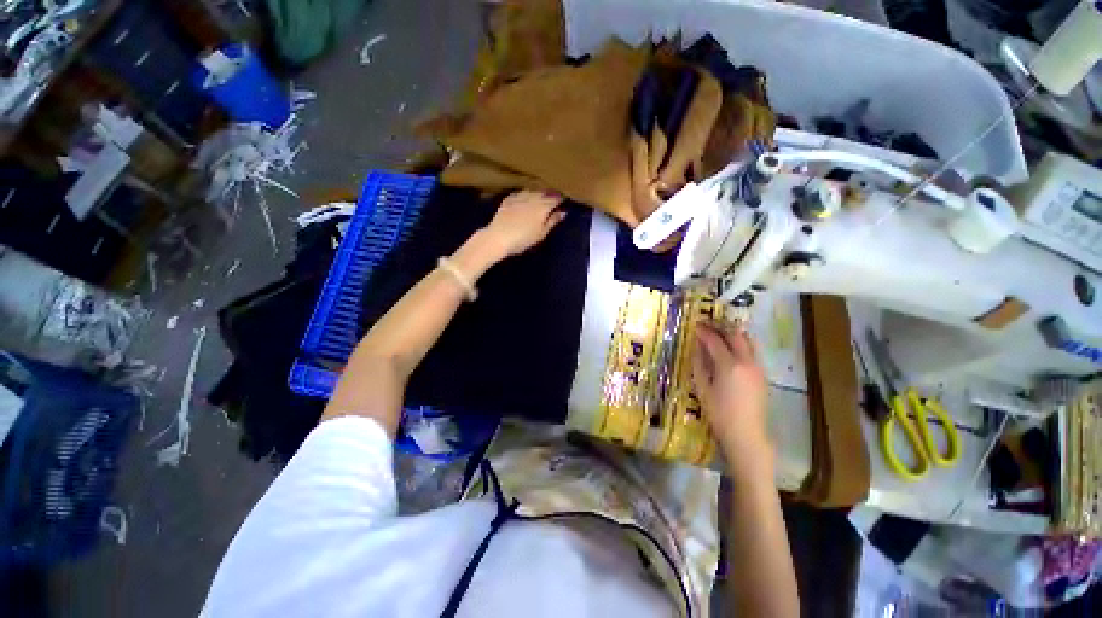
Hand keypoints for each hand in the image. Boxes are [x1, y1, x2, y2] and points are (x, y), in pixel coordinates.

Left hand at [483, 190, 565, 256]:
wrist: (498, 237)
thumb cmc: (523, 239)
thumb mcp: (541, 234)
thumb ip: (552, 222)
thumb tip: (563, 212)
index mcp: (543, 206)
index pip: (556, 199)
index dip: (561, 199)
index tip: (565, 201)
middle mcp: (532, 198)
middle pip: (544, 193)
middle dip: (550, 194)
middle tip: (554, 199)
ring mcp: (519, 197)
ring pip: (532, 191)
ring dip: (538, 193)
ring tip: (541, 197)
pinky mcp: (508, 199)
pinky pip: (520, 193)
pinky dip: (526, 195)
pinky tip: (526, 198)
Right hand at [691, 322, 771, 469]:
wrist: (747, 434)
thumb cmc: (719, 413)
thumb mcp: (702, 388)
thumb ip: (699, 364)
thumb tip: (697, 347)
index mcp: (729, 365)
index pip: (715, 341)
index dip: (704, 331)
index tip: (695, 326)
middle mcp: (746, 362)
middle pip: (736, 335)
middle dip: (721, 328)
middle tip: (708, 326)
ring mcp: (758, 368)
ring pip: (748, 342)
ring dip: (734, 335)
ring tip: (721, 335)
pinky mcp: (763, 375)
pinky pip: (752, 352)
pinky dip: (741, 346)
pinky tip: (731, 351)